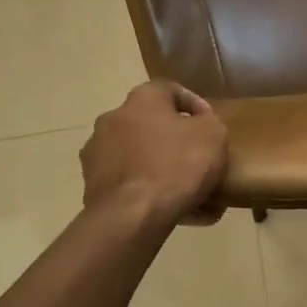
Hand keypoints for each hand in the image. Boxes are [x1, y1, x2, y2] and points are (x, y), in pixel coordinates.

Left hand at [80, 81, 228, 226]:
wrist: (132, 216)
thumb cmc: (177, 165)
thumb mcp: (213, 135)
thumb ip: (209, 122)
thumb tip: (199, 125)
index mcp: (142, 99)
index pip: (170, 90)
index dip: (194, 105)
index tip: (210, 124)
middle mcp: (113, 119)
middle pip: (152, 124)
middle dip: (175, 140)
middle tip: (199, 157)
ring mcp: (98, 154)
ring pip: (140, 156)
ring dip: (162, 167)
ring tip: (190, 190)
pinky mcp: (93, 186)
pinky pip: (131, 183)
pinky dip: (150, 191)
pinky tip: (176, 210)